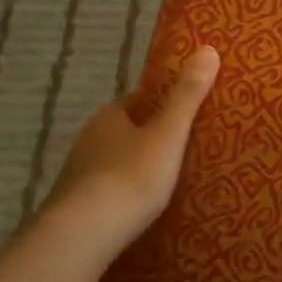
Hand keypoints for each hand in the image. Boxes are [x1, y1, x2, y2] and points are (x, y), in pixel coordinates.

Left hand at [43, 46, 220, 247]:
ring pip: (112, 162)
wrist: (82, 234)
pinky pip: (104, 192)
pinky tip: (138, 210)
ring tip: (165, 182)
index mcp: (109, 117)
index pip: (137, 101)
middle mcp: (87, 139)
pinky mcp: (73, 206)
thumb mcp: (168, 134)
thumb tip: (208, 48)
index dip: (160, 104)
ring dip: (132, 168)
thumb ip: (187, 95)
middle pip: (124, 132)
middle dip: (147, 138)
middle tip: (182, 149)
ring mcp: (76, 175)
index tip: (185, 113)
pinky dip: (120, 195)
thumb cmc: (131, 176)